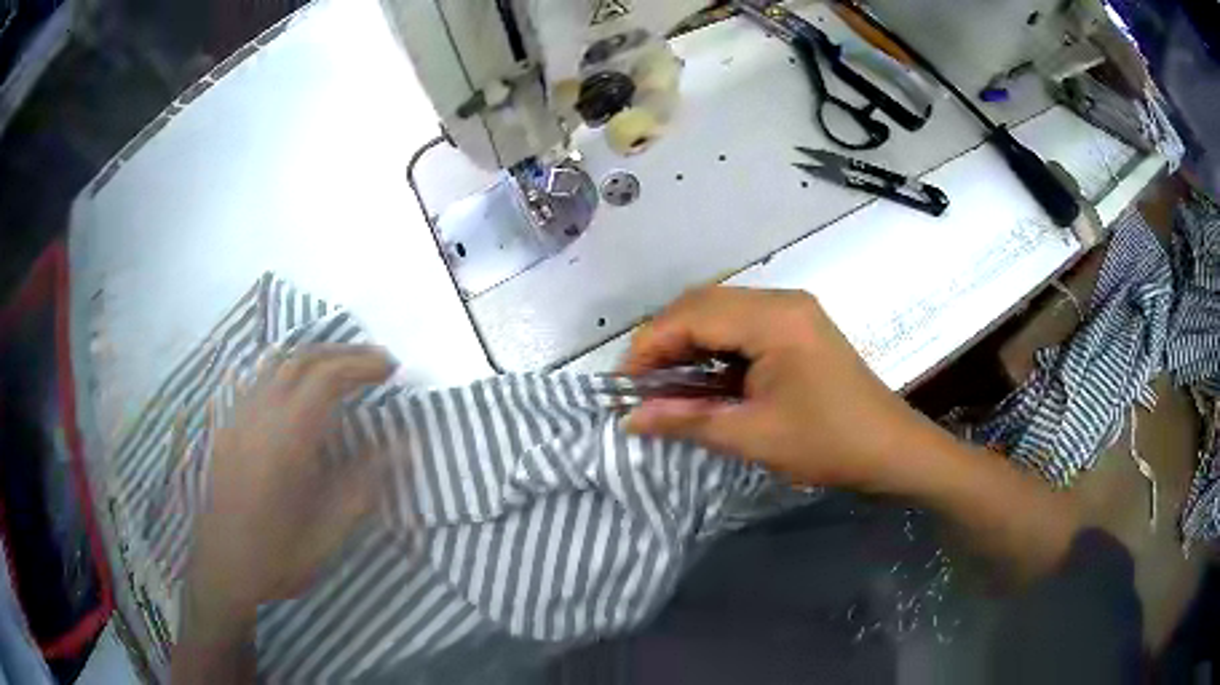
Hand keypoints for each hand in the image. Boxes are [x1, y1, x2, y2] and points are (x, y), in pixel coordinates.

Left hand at [187, 344, 393, 619]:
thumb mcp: (327, 534)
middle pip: (302, 360)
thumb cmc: (276, 558)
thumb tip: (400, 447)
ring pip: (278, 364)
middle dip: (343, 353)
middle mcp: (259, 416)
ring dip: (316, 357)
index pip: (326, 379)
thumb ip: (361, 486)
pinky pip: (261, 380)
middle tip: (376, 363)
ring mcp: (239, 417)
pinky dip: (290, 370)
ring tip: (345, 368)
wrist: (221, 570)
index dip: (362, 365)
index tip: (392, 369)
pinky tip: (302, 389)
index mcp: (285, 441)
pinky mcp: (229, 426)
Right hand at [622, 287, 936, 491]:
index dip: (648, 346)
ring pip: (719, 313)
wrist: (891, 449)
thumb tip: (629, 420)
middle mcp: (781, 300)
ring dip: (686, 344)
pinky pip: (740, 326)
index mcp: (774, 319)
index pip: (692, 316)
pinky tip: (700, 378)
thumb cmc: (828, 443)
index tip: (621, 385)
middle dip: (663, 342)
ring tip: (661, 384)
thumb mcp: (753, 436)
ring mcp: (792, 311)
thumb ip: (687, 421)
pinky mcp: (797, 327)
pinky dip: (712, 348)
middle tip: (638, 385)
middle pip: (703, 305)